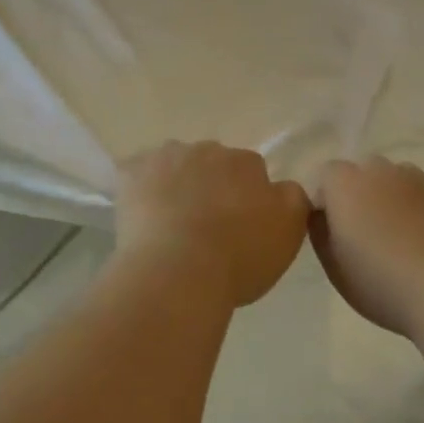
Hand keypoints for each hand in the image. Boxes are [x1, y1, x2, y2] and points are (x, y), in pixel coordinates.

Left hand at [113, 142, 310, 306]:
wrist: (179, 273)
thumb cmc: (240, 255)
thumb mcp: (289, 230)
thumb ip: (293, 198)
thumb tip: (281, 187)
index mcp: (247, 162)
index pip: (252, 171)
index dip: (247, 198)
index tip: (241, 225)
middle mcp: (207, 149)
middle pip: (212, 164)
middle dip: (211, 186)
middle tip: (208, 226)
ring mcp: (165, 158)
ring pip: (174, 166)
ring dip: (176, 184)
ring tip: (172, 224)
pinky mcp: (130, 173)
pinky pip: (137, 176)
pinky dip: (140, 190)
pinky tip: (142, 217)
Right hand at [310, 157, 423, 336]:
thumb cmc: (383, 283)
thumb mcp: (335, 268)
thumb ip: (321, 232)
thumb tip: (323, 215)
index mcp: (347, 184)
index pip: (326, 175)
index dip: (327, 200)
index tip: (333, 232)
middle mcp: (384, 171)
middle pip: (365, 173)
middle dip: (362, 196)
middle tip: (368, 236)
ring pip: (401, 182)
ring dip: (396, 201)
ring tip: (406, 242)